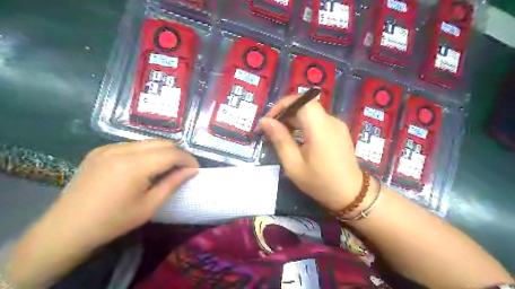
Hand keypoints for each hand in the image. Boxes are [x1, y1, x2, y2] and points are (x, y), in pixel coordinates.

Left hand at [11, 140, 198, 288]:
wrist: (66, 229)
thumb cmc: (113, 221)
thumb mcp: (149, 206)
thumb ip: (173, 183)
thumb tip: (192, 171)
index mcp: (134, 165)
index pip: (172, 153)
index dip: (188, 159)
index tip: (195, 170)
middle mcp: (122, 149)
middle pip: (162, 142)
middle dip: (177, 153)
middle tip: (183, 169)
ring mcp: (108, 148)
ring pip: (148, 141)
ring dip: (162, 152)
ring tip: (166, 168)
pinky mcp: (100, 150)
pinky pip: (132, 145)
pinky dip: (146, 152)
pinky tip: (144, 167)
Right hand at [257, 95, 360, 209]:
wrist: (351, 194)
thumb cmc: (320, 182)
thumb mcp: (294, 165)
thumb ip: (280, 139)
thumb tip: (265, 121)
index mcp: (320, 128)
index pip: (300, 100)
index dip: (282, 105)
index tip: (268, 121)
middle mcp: (331, 120)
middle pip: (304, 105)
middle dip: (284, 114)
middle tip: (270, 131)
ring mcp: (337, 124)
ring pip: (310, 112)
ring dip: (293, 120)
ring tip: (280, 136)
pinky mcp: (338, 130)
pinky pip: (317, 120)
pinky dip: (303, 125)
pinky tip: (296, 139)